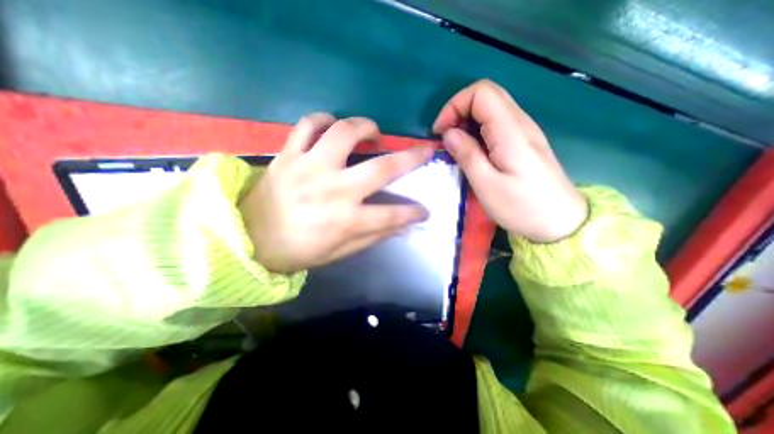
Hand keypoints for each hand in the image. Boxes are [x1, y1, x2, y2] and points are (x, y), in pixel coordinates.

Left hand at [241, 113, 431, 271]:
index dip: (414, 212)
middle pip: (382, 167)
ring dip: (366, 127)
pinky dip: (323, 119)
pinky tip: (331, 127)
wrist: (248, 239)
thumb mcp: (339, 252)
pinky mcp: (288, 155)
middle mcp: (334, 190)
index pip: (393, 215)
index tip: (425, 210)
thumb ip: (372, 236)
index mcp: (346, 220)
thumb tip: (401, 226)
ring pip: (344, 132)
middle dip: (411, 158)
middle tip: (424, 150)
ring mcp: (310, 167)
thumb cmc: (298, 251)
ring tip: (373, 133)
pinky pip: (307, 124)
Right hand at [434, 79, 587, 242]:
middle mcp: (520, 123)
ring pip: (490, 109)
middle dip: (458, 112)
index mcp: (510, 131)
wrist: (560, 221)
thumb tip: (449, 134)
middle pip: (486, 96)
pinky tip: (472, 152)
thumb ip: (467, 155)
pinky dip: (477, 131)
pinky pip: (496, 124)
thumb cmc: (521, 207)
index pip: (481, 93)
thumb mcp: (487, 185)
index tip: (441, 132)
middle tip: (445, 139)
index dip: (454, 106)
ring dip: (466, 122)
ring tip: (455, 148)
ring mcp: (524, 131)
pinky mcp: (523, 142)